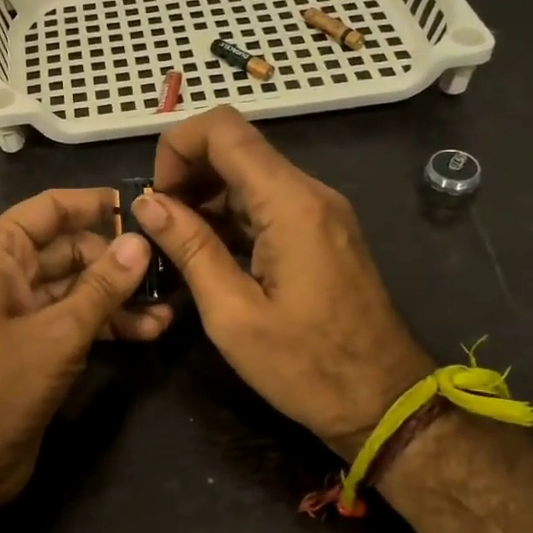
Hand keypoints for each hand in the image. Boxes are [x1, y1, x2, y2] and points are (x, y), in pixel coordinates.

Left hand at [0, 188, 172, 513]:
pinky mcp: (32, 345)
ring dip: (118, 296)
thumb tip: (141, 241)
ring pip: (76, 286)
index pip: (50, 208)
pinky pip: (73, 319)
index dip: (95, 204)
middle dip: (116, 259)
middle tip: (170, 267)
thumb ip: (102, 287)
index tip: (145, 208)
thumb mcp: (56, 334)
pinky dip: (106, 323)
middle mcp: (5, 273)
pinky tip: (148, 332)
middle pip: (69, 247)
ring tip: (168, 307)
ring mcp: (18, 311)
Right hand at [131, 107, 432, 456]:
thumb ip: (189, 248)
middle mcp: (310, 192)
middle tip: (161, 227)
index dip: (177, 146)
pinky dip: (230, 215)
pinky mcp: (321, 230)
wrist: (385, 403)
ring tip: (179, 246)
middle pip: (236, 146)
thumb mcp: (232, 314)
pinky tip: (211, 254)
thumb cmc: (306, 367)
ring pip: (248, 174)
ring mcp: (320, 210)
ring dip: (206, 197)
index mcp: (290, 204)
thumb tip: (147, 202)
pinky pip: (266, 202)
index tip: (156, 197)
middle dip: (187, 173)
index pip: (224, 129)